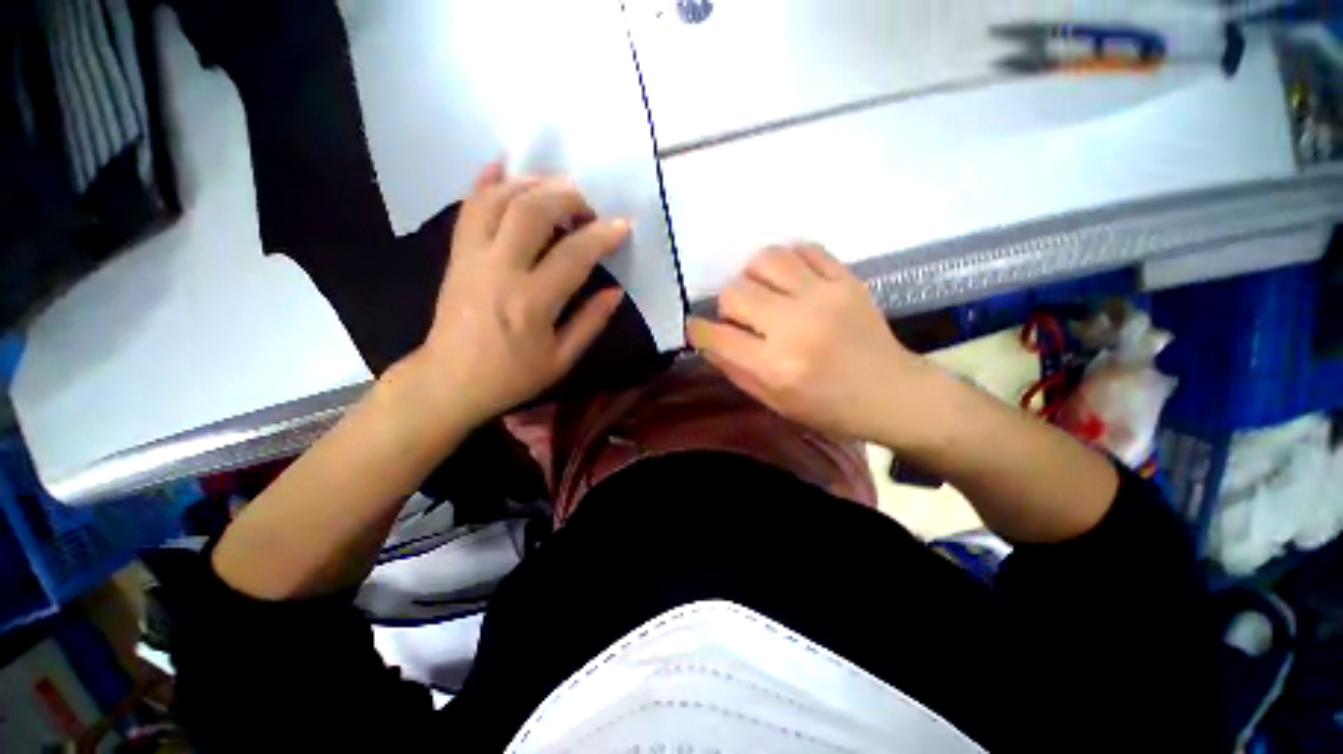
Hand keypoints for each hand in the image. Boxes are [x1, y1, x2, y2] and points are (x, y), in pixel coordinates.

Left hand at [398, 162, 626, 427]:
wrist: (449, 380)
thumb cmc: (511, 376)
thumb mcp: (561, 360)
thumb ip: (591, 322)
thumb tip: (617, 291)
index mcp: (532, 303)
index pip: (574, 255)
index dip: (603, 235)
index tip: (623, 225)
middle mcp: (500, 270)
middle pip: (533, 210)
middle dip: (568, 197)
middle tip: (589, 207)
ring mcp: (472, 257)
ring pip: (499, 199)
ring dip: (532, 183)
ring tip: (558, 189)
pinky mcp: (456, 253)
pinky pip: (469, 206)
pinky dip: (487, 180)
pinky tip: (505, 166)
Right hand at [687, 243, 926, 442]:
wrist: (892, 393)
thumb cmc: (829, 408)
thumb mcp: (774, 402)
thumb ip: (735, 370)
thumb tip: (707, 340)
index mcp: (776, 366)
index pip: (717, 336)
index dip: (698, 329)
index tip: (698, 327)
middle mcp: (795, 326)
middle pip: (735, 291)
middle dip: (727, 305)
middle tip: (742, 317)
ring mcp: (824, 297)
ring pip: (766, 259)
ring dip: (754, 276)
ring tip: (765, 293)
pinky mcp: (847, 280)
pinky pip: (805, 249)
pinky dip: (790, 261)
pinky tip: (793, 280)